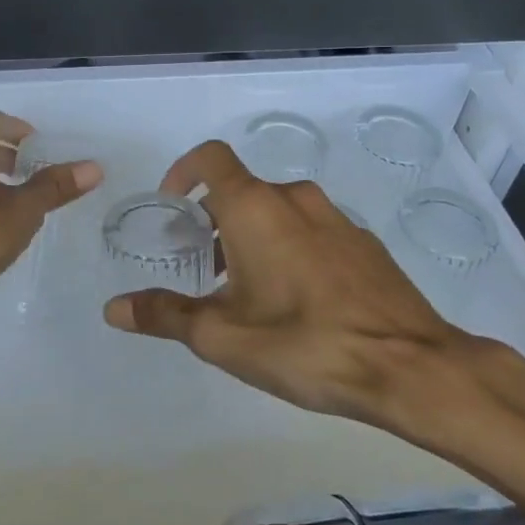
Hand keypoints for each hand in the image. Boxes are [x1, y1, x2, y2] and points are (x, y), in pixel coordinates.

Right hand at [102, 141, 507, 435]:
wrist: (410, 366)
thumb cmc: (304, 344)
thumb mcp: (222, 337)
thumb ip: (165, 315)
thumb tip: (114, 308)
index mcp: (255, 207)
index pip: (210, 158)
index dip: (183, 172)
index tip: (172, 207)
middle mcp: (296, 199)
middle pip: (242, 190)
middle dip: (214, 220)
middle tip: (203, 268)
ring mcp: (337, 218)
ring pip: (279, 211)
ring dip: (252, 236)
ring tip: (247, 292)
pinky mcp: (365, 244)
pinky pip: (313, 231)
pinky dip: (290, 248)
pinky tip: (297, 303)